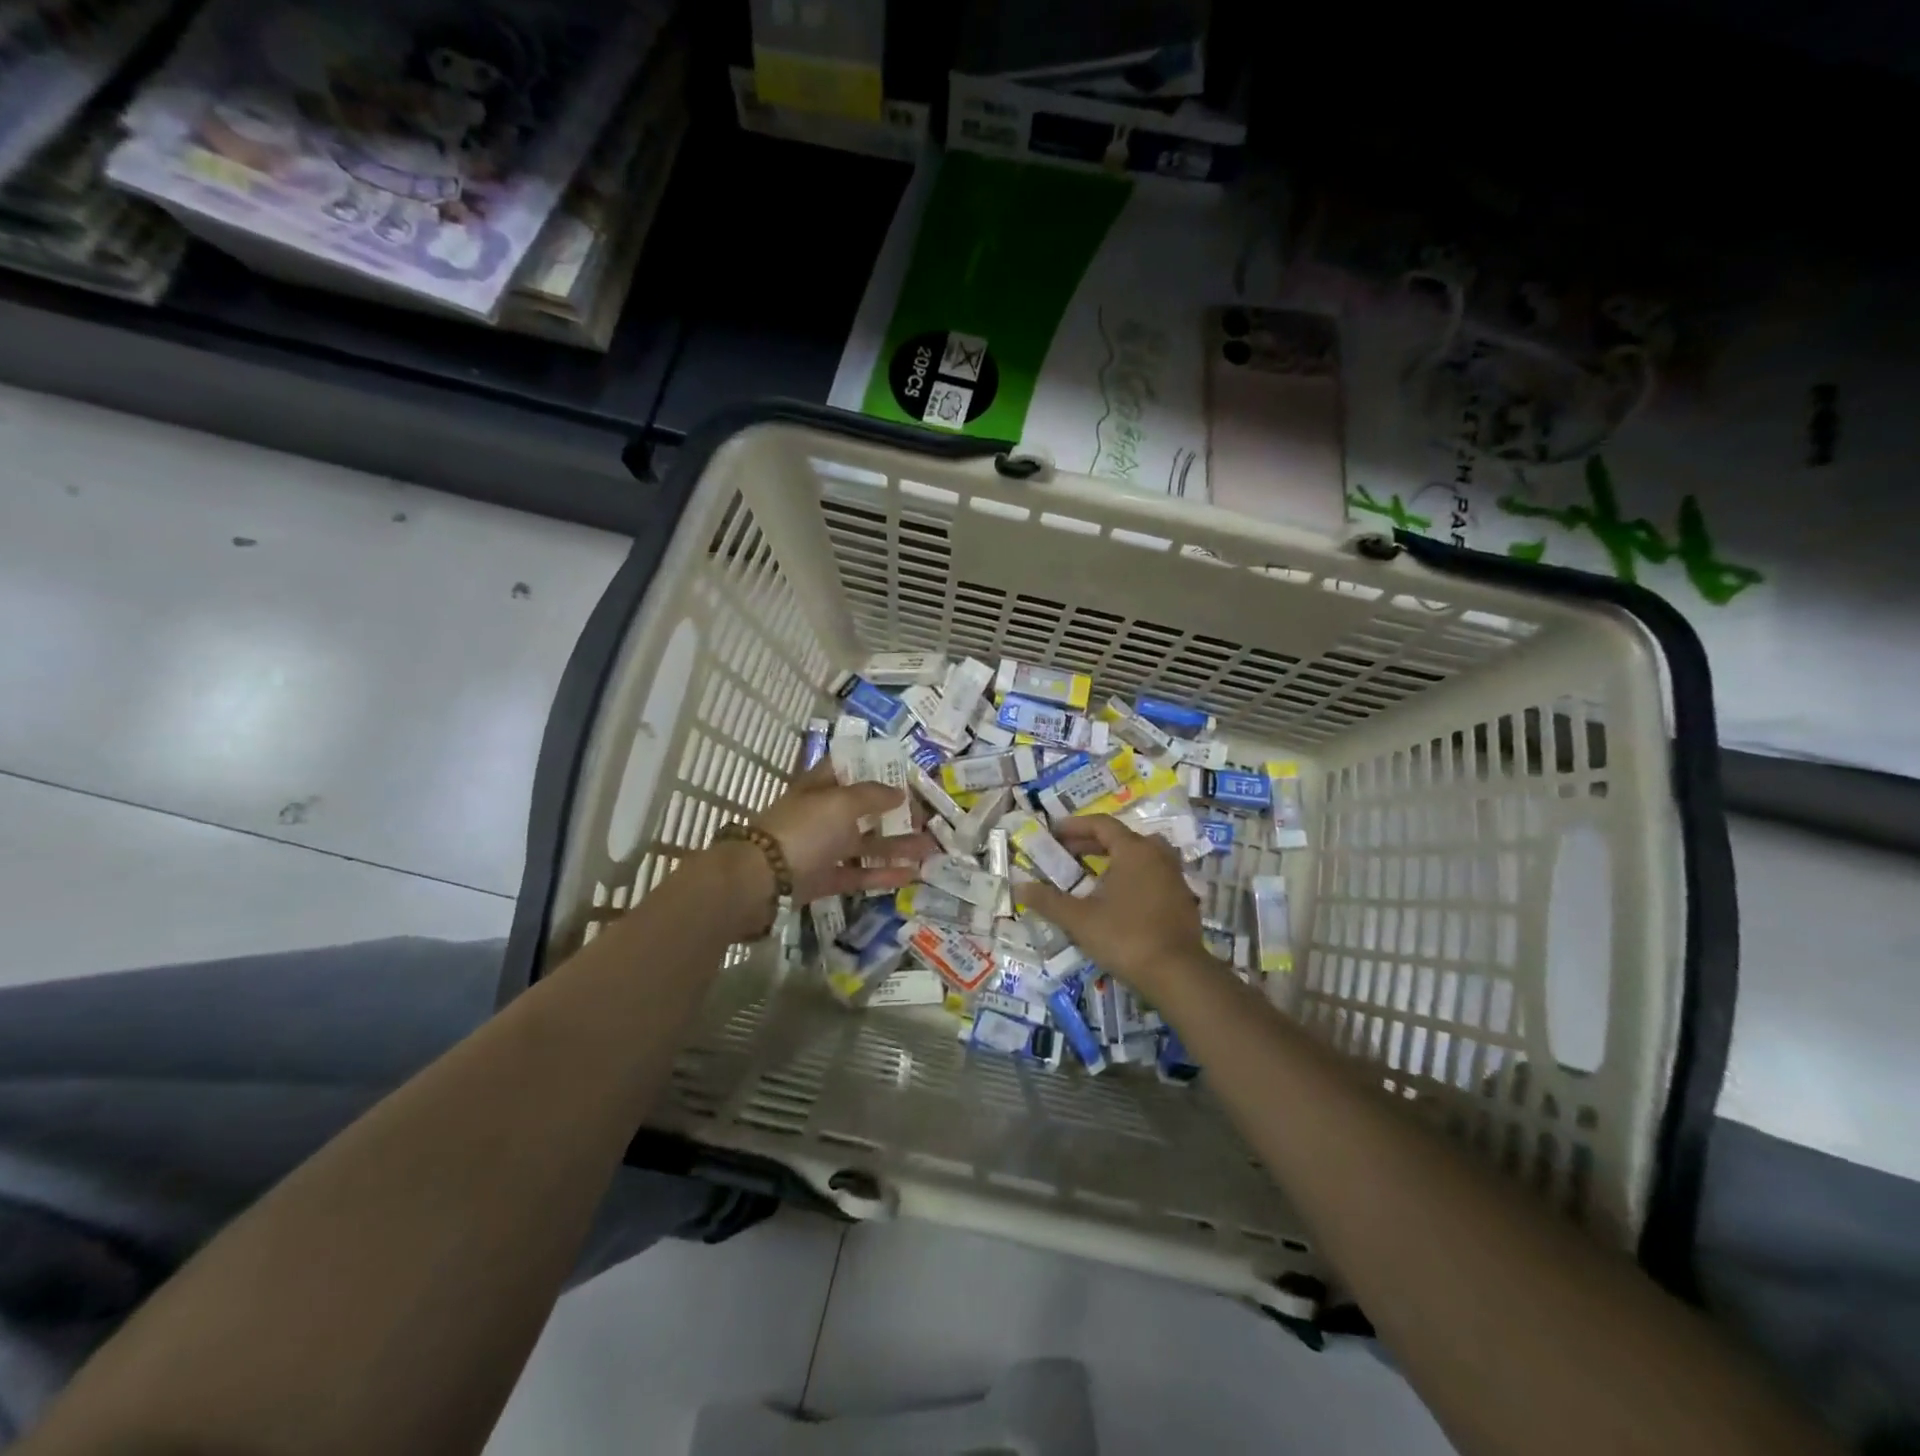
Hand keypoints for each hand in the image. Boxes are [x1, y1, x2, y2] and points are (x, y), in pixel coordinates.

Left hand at [752, 764, 934, 904]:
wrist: (761, 880)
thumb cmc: (804, 829)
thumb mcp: (841, 802)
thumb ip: (873, 795)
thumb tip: (899, 793)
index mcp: (820, 787)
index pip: (847, 768)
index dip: (873, 766)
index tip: (903, 771)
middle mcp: (822, 815)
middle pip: (863, 809)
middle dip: (895, 811)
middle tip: (926, 817)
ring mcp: (822, 849)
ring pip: (865, 844)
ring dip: (898, 845)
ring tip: (930, 848)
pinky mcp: (824, 879)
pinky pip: (858, 874)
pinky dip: (883, 874)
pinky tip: (911, 875)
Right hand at [1015, 815, 1210, 1002]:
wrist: (1177, 974)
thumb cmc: (1125, 937)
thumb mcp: (1079, 919)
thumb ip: (1048, 900)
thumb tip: (1018, 887)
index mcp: (1134, 850)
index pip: (1101, 825)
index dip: (1075, 826)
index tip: (1054, 832)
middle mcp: (1157, 855)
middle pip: (1121, 837)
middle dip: (1092, 843)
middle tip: (1067, 853)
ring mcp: (1174, 876)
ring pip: (1141, 855)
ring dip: (1115, 858)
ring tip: (1093, 873)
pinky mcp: (1182, 898)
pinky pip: (1152, 874)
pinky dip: (1132, 876)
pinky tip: (1118, 897)